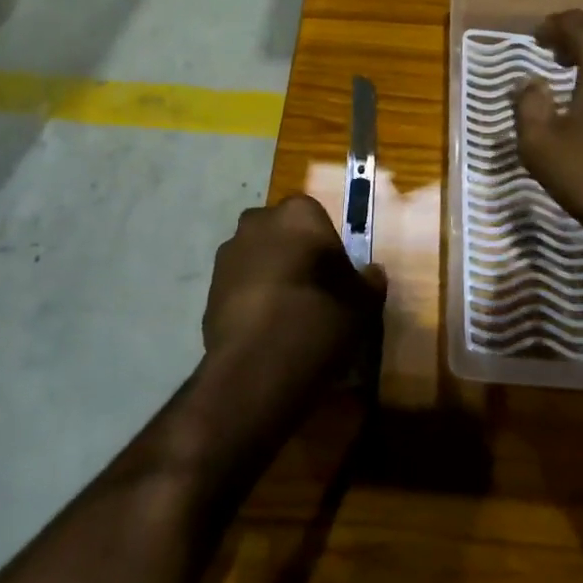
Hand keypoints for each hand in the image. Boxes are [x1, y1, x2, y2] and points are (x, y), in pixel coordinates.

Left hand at [202, 194, 386, 393]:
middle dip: (294, 254)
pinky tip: (266, 330)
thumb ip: (368, 283)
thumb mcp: (361, 305)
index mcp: (298, 214)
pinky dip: (252, 299)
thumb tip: (372, 273)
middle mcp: (258, 223)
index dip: (327, 246)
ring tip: (288, 315)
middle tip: (314, 290)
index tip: (337, 277)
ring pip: (258, 257)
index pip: (317, 217)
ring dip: (270, 275)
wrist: (256, 369)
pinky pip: (240, 285)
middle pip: (282, 233)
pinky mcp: (209, 289)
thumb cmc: (317, 320)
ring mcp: (228, 255)